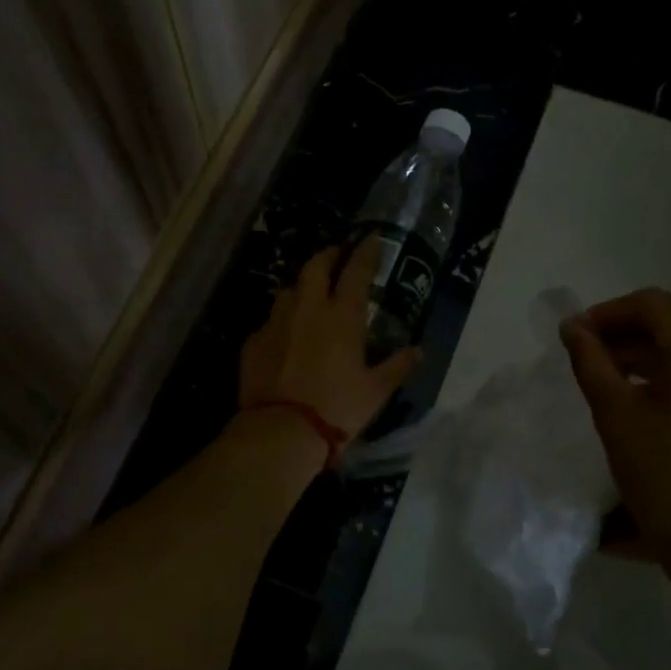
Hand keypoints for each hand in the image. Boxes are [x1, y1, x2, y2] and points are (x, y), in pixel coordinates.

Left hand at [238, 238, 421, 447]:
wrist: (281, 430)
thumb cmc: (337, 408)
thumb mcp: (376, 391)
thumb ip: (397, 366)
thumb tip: (417, 351)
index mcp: (341, 316)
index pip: (356, 271)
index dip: (366, 252)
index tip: (372, 238)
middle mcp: (307, 309)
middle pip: (315, 266)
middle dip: (328, 255)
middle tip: (337, 254)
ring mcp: (276, 322)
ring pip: (289, 289)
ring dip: (303, 285)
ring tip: (311, 292)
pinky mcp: (253, 341)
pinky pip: (270, 320)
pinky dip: (282, 320)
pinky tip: (286, 334)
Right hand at [560, 288, 670, 551]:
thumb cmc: (665, 477)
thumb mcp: (616, 415)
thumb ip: (591, 361)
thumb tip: (572, 326)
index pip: (652, 305)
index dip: (608, 313)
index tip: (576, 336)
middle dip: (627, 336)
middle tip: (588, 359)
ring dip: (651, 357)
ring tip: (613, 381)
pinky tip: (650, 402)